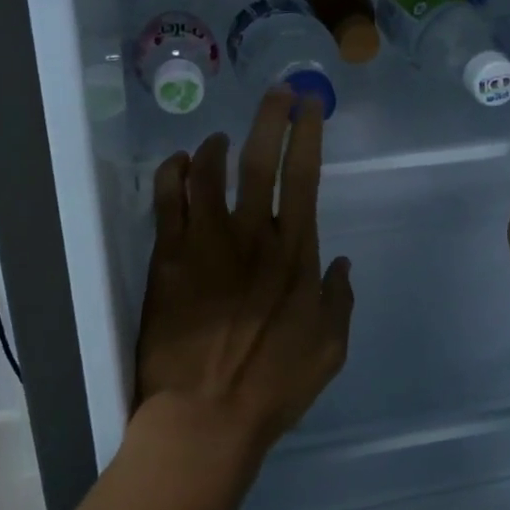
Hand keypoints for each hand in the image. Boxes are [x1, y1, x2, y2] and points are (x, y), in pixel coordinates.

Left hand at [136, 89, 354, 460]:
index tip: (308, 106)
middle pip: (259, 160)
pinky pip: (167, 201)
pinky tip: (179, 164)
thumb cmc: (273, 386)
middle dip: (270, 118)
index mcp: (294, 253)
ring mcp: (205, 243)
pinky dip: (173, 173)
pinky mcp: (168, 257)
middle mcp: (251, 235)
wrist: (205, 417)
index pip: (303, 176)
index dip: (306, 134)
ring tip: (220, 138)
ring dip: (216, 145)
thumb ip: (339, 299)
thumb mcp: (330, 348)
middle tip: (276, 92)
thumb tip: (342, 262)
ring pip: (208, 172)